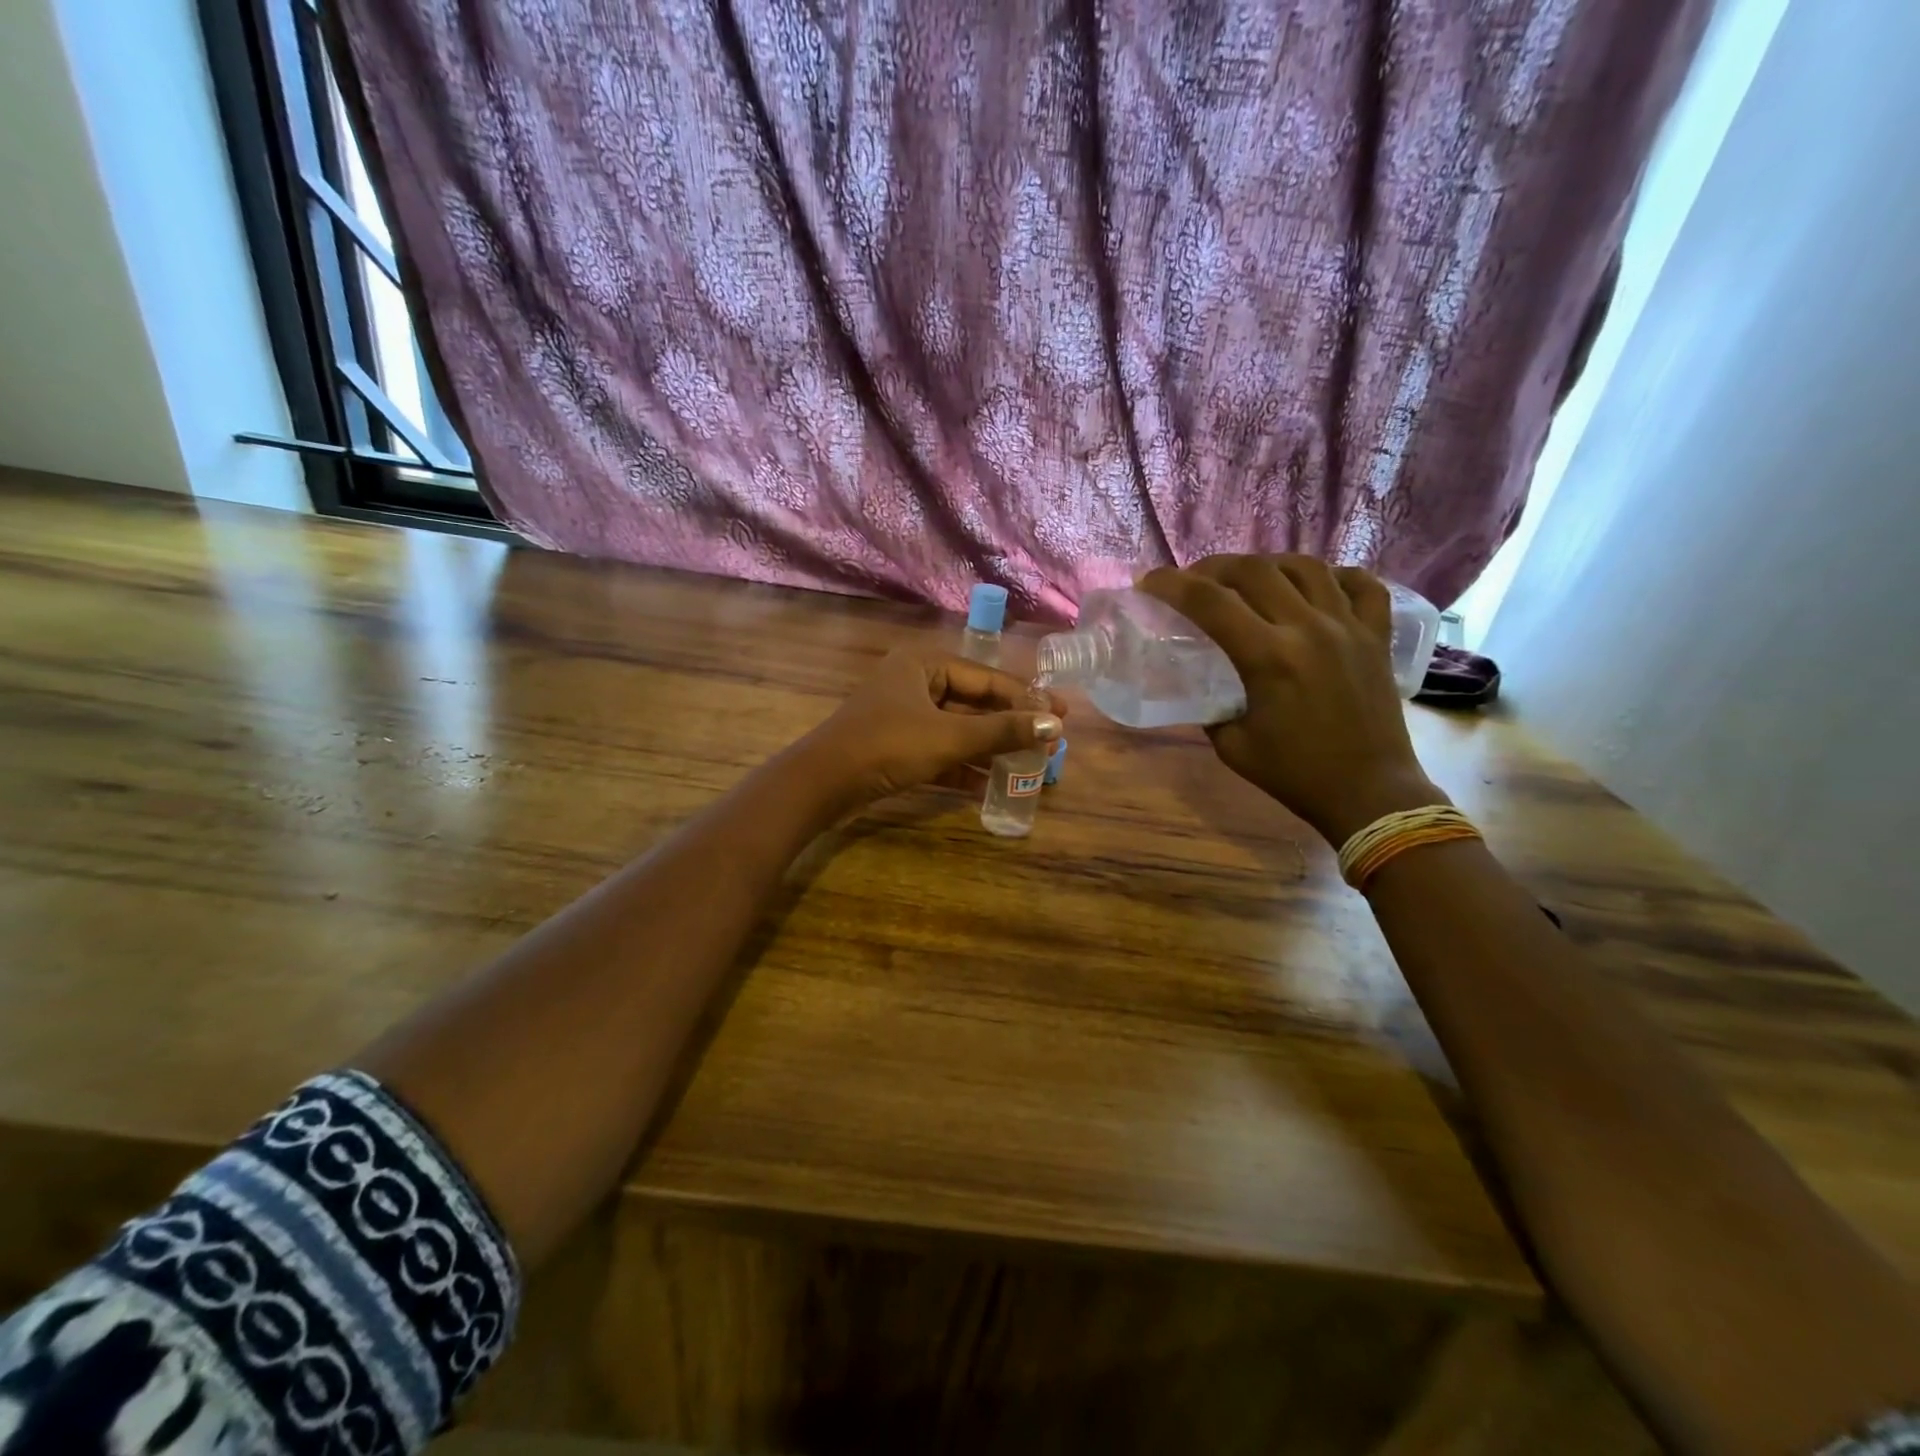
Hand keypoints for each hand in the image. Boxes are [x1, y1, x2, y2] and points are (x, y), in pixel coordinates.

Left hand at [800, 647, 1065, 806]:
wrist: (822, 784)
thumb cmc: (887, 746)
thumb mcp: (948, 737)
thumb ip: (1001, 731)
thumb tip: (1054, 725)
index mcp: (924, 664)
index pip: (986, 678)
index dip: (1026, 698)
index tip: (1061, 715)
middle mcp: (914, 683)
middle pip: (973, 703)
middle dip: (1008, 725)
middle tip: (1048, 741)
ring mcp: (903, 716)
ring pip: (957, 729)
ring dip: (989, 748)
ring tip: (1027, 765)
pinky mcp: (895, 746)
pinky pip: (939, 750)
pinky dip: (962, 765)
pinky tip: (989, 785)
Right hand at [1138, 555, 1442, 844]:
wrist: (1369, 792)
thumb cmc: (1296, 774)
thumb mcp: (1233, 746)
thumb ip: (1212, 707)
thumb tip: (1200, 686)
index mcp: (1269, 658)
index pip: (1210, 603)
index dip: (1172, 585)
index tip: (1149, 582)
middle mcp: (1309, 629)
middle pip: (1254, 571)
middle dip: (1214, 568)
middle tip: (1194, 581)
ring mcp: (1349, 627)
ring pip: (1305, 567)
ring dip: (1268, 565)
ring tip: (1249, 577)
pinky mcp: (1377, 636)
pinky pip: (1362, 585)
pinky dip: (1335, 575)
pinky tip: (1315, 585)